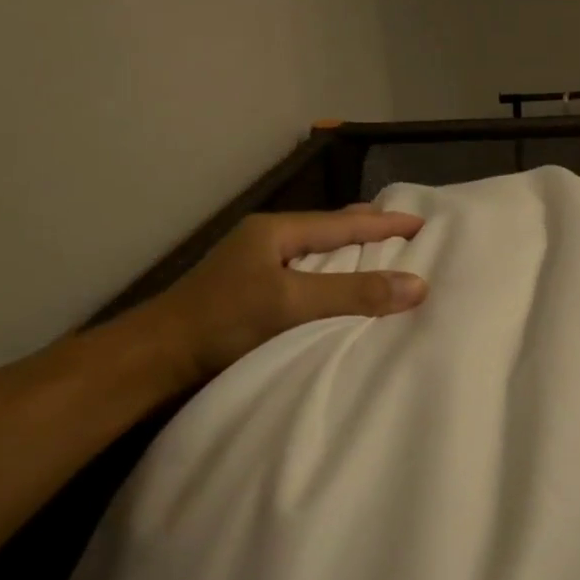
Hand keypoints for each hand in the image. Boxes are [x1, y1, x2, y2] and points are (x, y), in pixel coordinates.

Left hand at [133, 205, 426, 387]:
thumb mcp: (292, 303)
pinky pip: (307, 276)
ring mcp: (256, 267)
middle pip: (330, 230)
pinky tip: (342, 290)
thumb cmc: (224, 321)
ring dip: (350, 255)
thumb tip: (418, 285)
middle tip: (405, 233)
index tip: (422, 222)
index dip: (385, 223)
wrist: (157, 357)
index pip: (344, 223)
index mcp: (276, 231)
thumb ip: (353, 294)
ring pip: (317, 254)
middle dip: (368, 231)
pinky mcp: (252, 294)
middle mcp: (267, 241)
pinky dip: (333, 278)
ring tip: (382, 258)